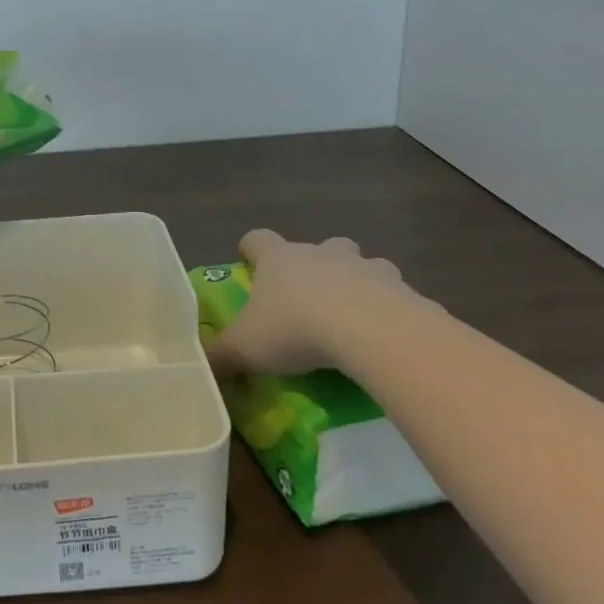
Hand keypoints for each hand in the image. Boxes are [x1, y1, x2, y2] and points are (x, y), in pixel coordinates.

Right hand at [209, 229, 435, 376]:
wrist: (372, 332)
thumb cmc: (296, 329)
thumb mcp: (246, 348)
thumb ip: (221, 355)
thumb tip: (200, 364)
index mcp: (280, 259)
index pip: (257, 239)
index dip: (251, 250)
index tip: (248, 264)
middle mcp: (321, 254)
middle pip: (317, 246)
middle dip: (314, 266)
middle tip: (308, 299)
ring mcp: (365, 268)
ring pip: (361, 264)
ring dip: (357, 283)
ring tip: (353, 318)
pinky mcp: (402, 291)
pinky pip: (395, 296)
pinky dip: (390, 312)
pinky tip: (385, 340)